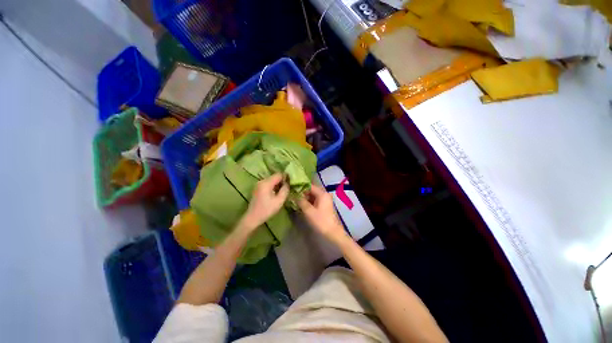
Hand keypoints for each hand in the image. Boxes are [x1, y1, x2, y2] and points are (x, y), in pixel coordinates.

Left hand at [239, 174, 288, 233]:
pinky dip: (273, 186)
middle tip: (287, 189)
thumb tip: (288, 183)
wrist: (252, 218)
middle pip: (275, 176)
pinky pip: (268, 183)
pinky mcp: (258, 188)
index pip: (279, 174)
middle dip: (282, 181)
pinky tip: (275, 193)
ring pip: (271, 180)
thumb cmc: (267, 210)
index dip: (286, 178)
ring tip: (282, 192)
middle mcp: (261, 181)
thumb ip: (285, 190)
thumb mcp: (279, 201)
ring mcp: (258, 184)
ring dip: (277, 184)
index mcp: (266, 183)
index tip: (291, 184)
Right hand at [298, 185, 348, 244]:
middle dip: (302, 193)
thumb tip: (292, 195)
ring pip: (313, 195)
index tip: (291, 189)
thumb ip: (300, 201)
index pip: (309, 186)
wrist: (333, 232)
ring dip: (305, 198)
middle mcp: (324, 194)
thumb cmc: (321, 221)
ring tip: (295, 200)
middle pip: (311, 190)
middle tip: (292, 195)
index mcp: (322, 193)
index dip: (300, 187)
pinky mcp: (324, 205)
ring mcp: (325, 200)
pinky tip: (302, 205)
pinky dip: (309, 201)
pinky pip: (315, 200)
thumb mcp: (308, 211)